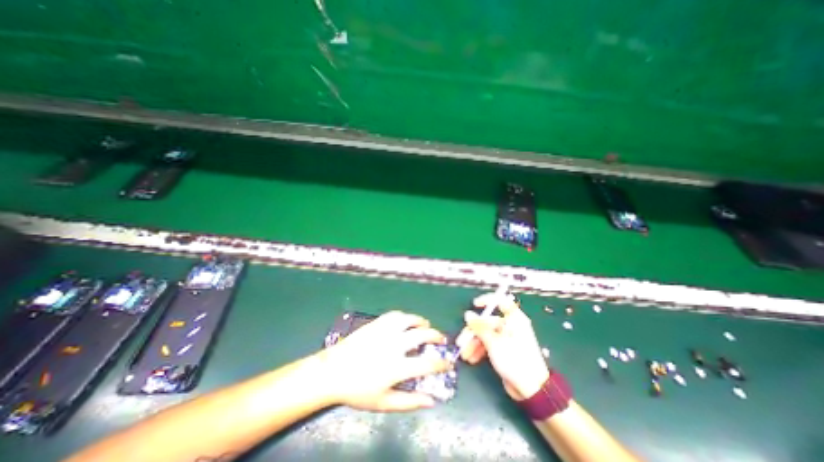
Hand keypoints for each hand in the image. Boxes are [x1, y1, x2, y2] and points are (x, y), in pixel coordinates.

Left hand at [319, 311, 449, 410]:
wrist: (333, 371)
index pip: (427, 363)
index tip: (448, 363)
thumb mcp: (383, 403)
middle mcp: (394, 345)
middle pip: (422, 335)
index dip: (441, 363)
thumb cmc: (358, 390)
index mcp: (397, 366)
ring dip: (421, 322)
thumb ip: (409, 402)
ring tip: (426, 325)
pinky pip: (395, 315)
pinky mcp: (377, 323)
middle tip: (440, 339)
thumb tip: (431, 401)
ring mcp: (385, 331)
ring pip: (409, 320)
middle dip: (436, 336)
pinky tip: (406, 321)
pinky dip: (405, 316)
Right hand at [462, 295, 548, 397]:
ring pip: (486, 334)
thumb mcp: (494, 342)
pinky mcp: (504, 350)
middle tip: (461, 342)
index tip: (474, 305)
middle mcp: (510, 326)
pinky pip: (489, 345)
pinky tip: (471, 358)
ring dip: (474, 343)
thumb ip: (479, 327)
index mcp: (514, 319)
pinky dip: (480, 350)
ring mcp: (507, 338)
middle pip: (488, 322)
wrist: (531, 390)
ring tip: (464, 355)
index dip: (487, 300)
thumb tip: (468, 314)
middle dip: (473, 332)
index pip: (501, 301)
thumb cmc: (514, 360)